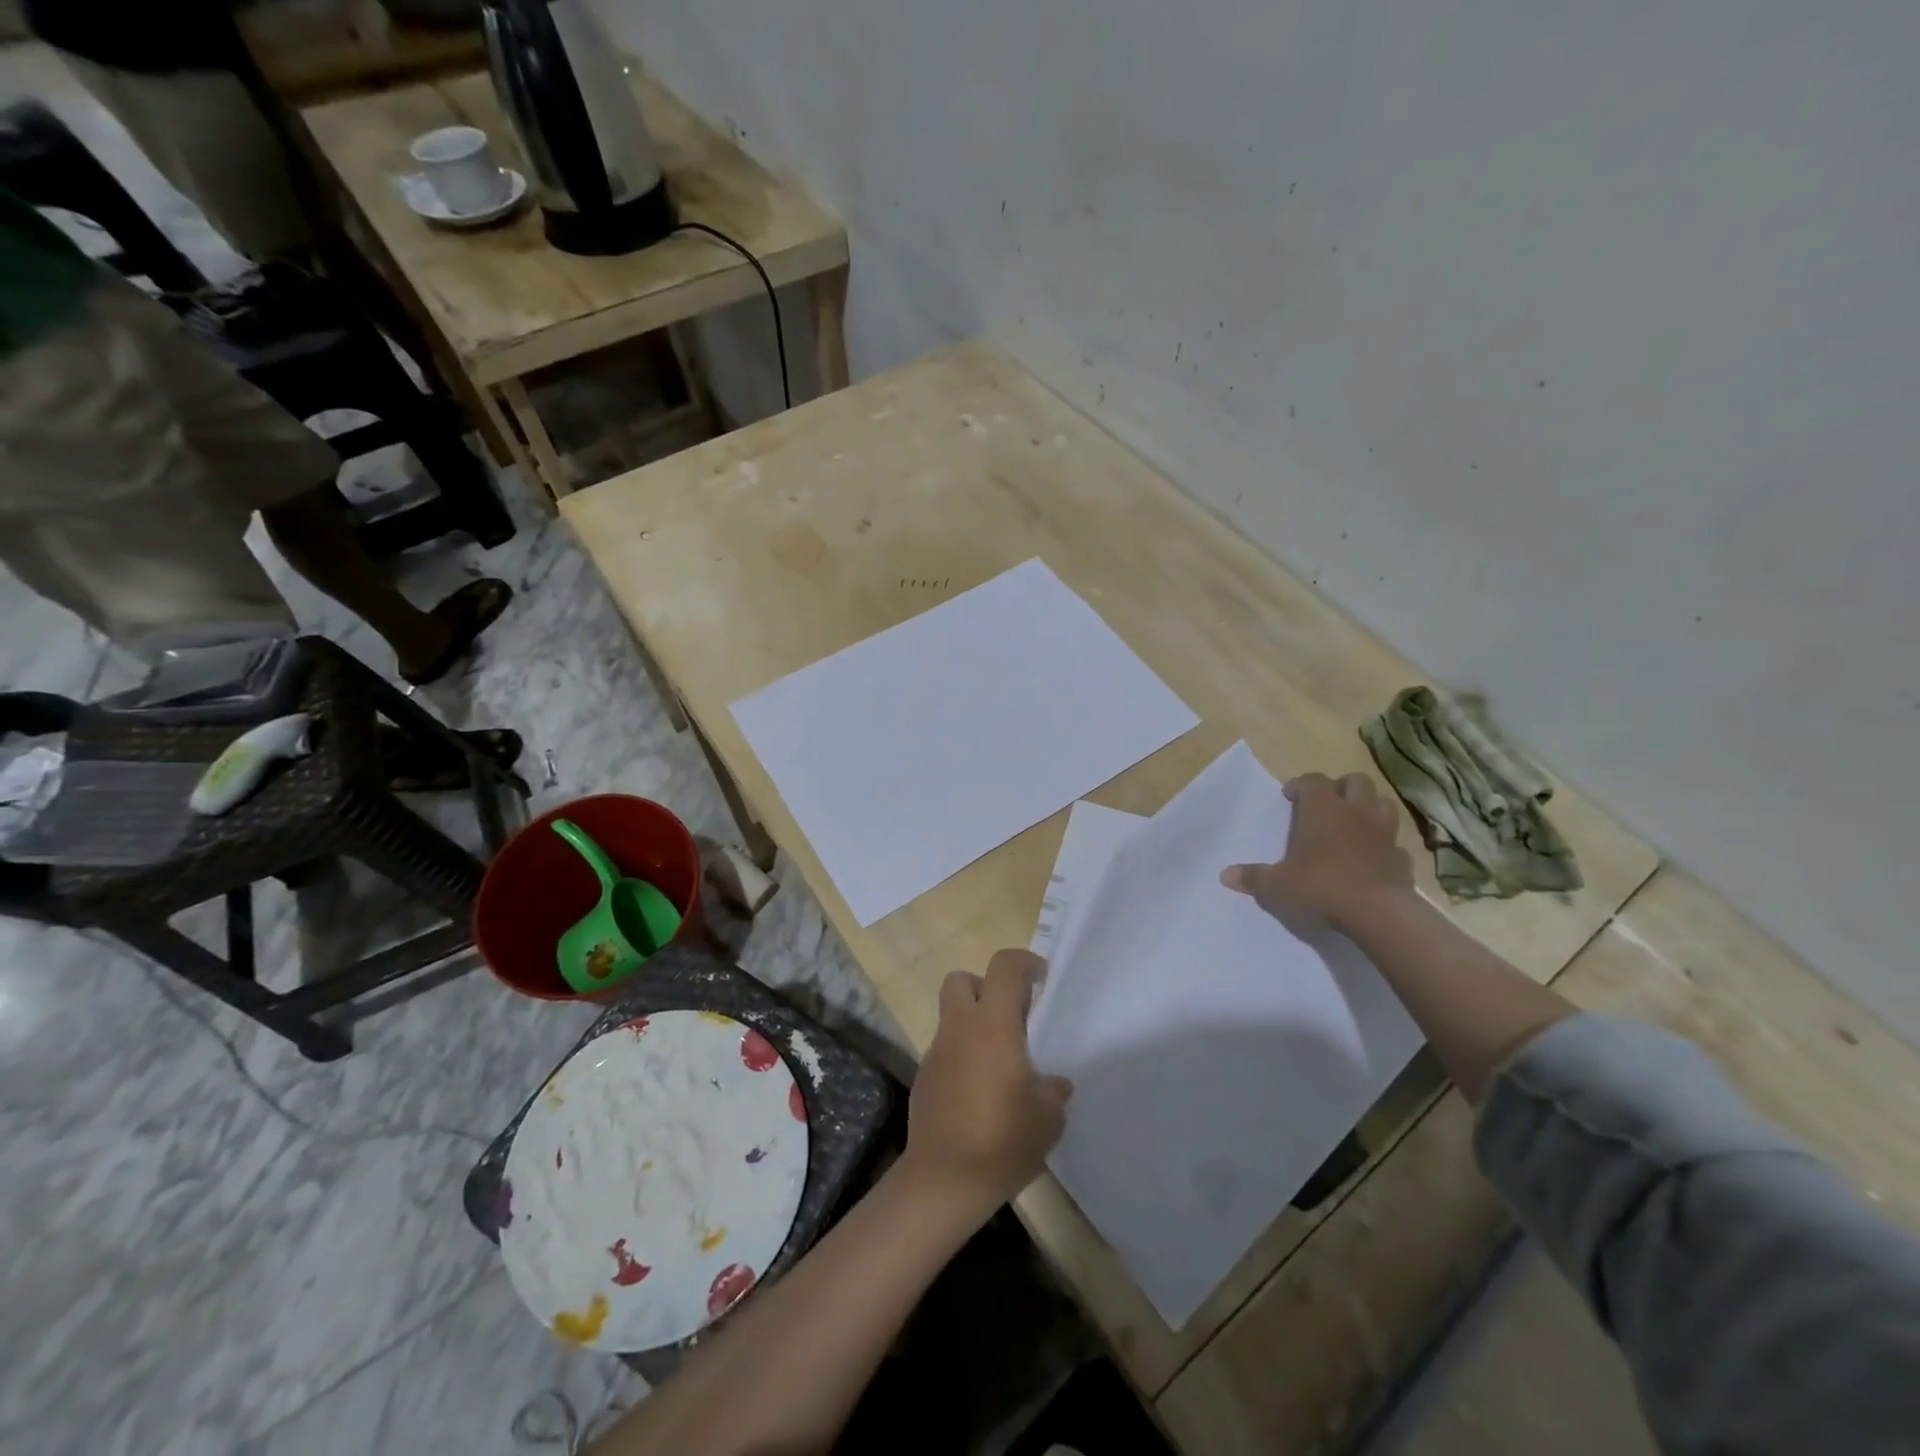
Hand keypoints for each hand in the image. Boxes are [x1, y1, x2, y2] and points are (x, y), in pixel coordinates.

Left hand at [903, 949, 1072, 1214]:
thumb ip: (1052, 1091)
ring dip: (974, 1024)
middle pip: (962, 980)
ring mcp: (936, 1051)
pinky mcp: (924, 1077)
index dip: (1025, 962)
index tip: (1042, 979)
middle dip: (986, 987)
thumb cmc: (1002, 1140)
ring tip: (1001, 1063)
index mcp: (993, 1025)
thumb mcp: (1047, 1118)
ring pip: (952, 1016)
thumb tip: (1053, 1084)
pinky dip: (963, 1055)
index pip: (1004, 967)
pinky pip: (946, 1049)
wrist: (944, 1181)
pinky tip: (980, 1092)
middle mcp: (960, 1027)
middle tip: (1012, 1017)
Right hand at [1220, 771, 1413, 934]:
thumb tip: (1225, 875)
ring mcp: (1384, 834)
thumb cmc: (1319, 888)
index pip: (1312, 780)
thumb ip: (1253, 877)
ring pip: (1383, 804)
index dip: (1300, 785)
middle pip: (1356, 781)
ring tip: (1354, 825)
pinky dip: (1385, 847)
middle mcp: (1356, 813)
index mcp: (1322, 810)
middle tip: (1327, 805)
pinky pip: (1396, 844)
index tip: (1289, 797)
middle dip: (1341, 788)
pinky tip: (1374, 859)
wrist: (1377, 914)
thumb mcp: (1275, 886)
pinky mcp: (1403, 859)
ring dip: (1370, 809)